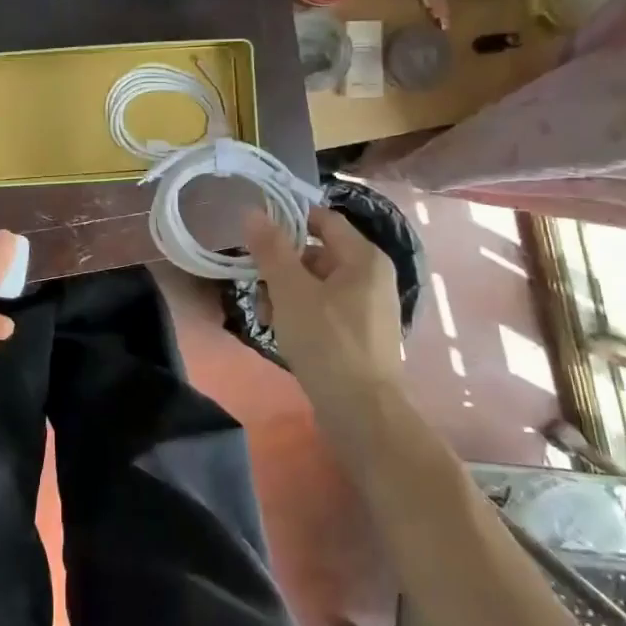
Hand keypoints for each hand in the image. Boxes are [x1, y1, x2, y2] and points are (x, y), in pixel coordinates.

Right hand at [244, 206, 406, 467]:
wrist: (362, 413)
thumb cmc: (327, 342)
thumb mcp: (291, 290)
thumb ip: (272, 248)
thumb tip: (254, 212)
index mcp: (364, 258)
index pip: (323, 219)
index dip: (289, 219)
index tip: (255, 233)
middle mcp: (372, 276)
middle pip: (317, 253)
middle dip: (281, 265)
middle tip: (255, 284)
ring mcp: (368, 308)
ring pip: (316, 284)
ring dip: (285, 292)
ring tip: (265, 316)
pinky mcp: (359, 335)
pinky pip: (324, 309)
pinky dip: (300, 313)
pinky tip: (280, 332)